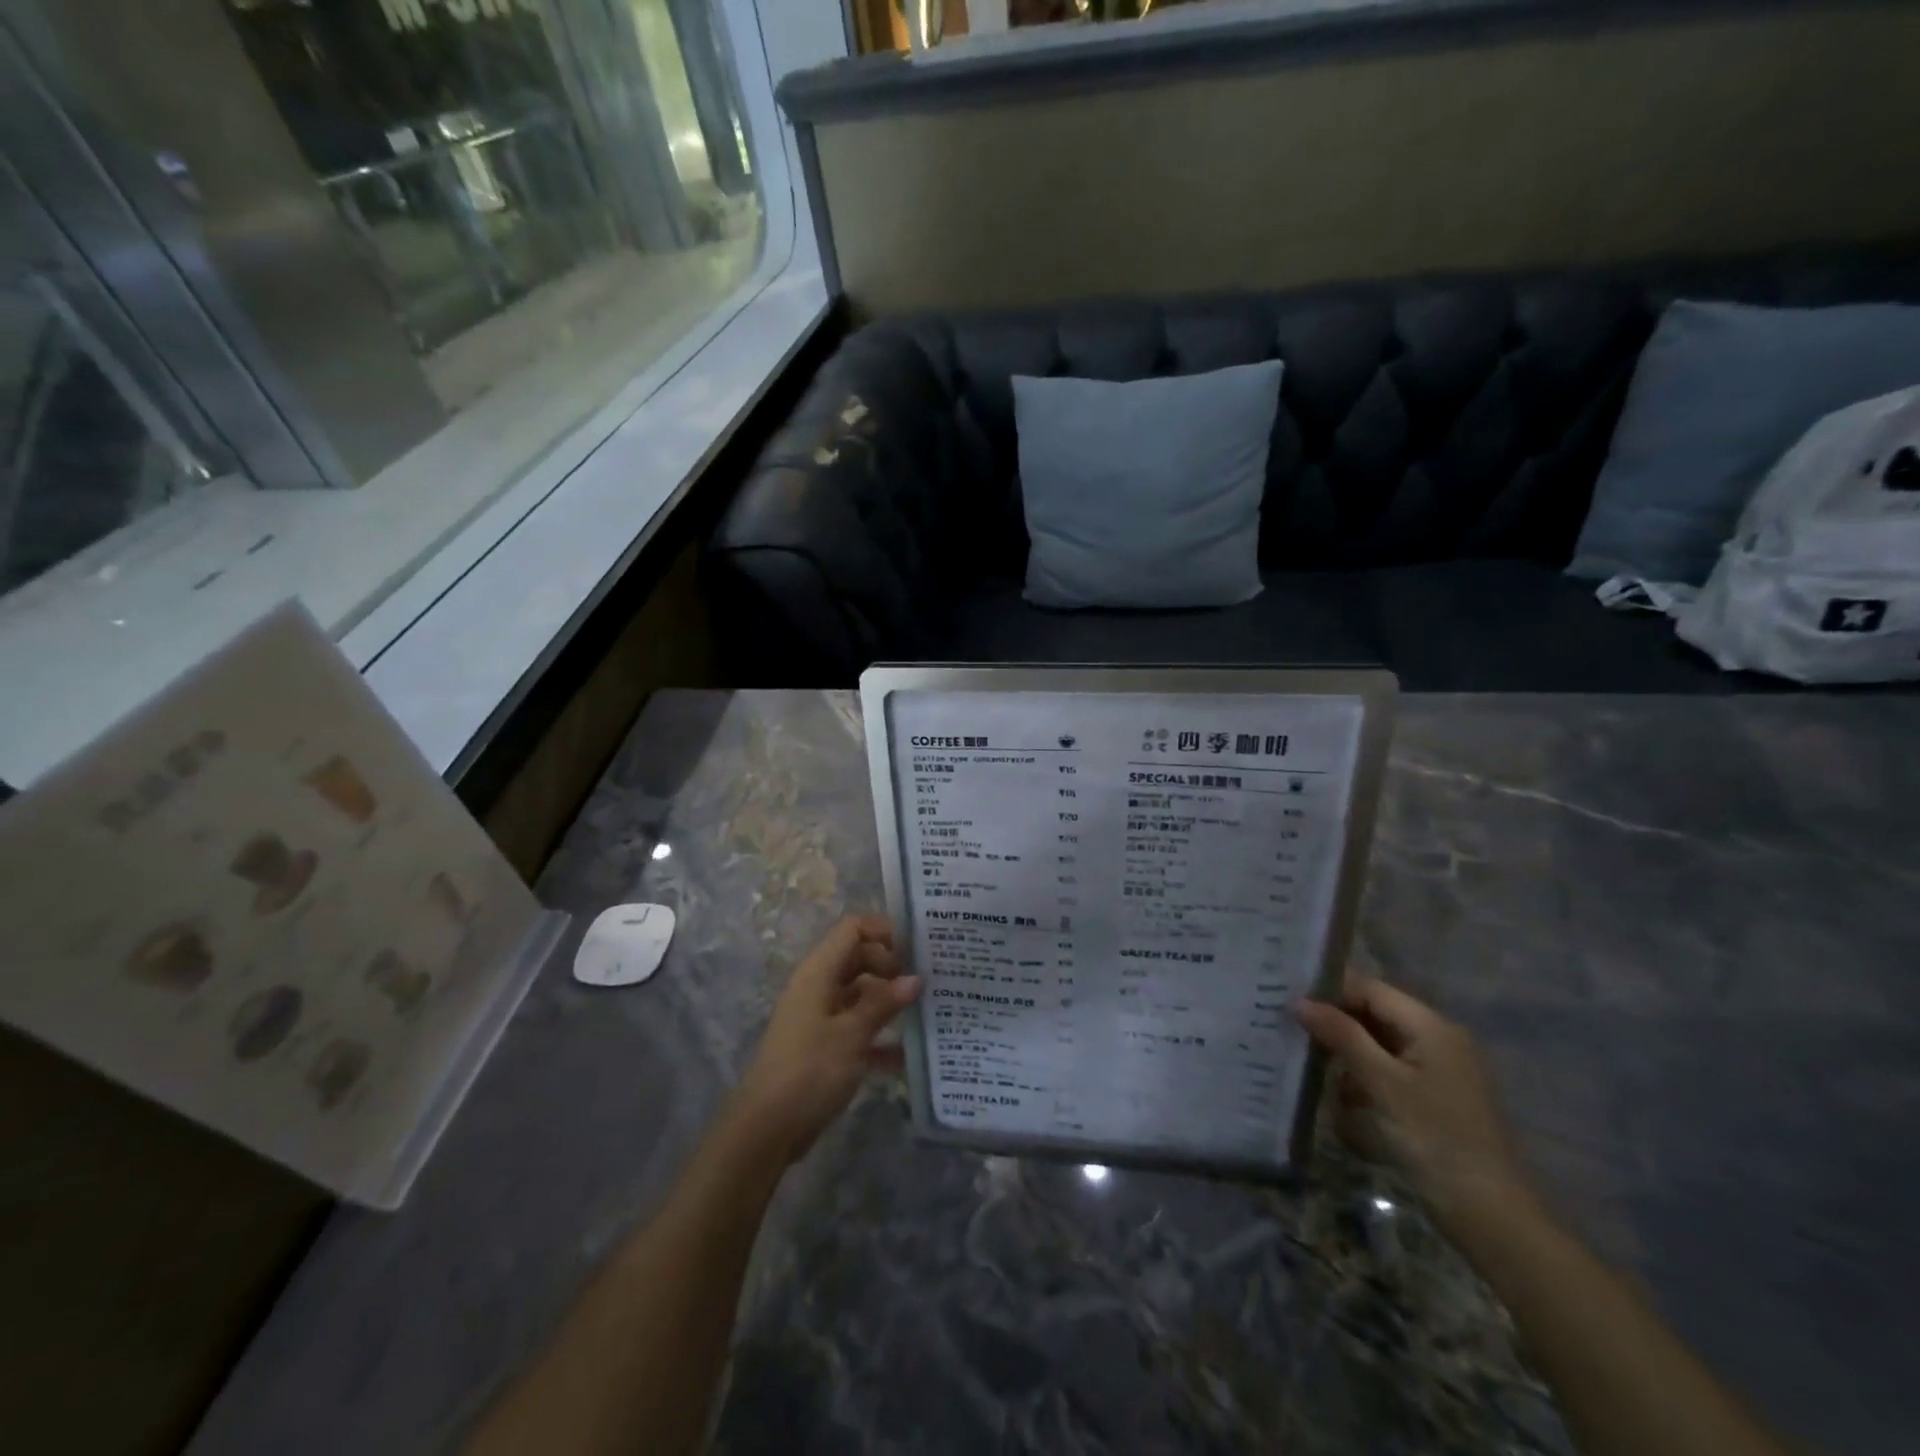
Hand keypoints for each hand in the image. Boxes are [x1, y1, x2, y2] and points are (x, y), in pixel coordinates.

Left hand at [728, 914, 919, 1164]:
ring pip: (859, 994)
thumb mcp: (852, 1034)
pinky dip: (878, 1035)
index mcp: (819, 972)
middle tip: (925, 983)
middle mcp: (818, 986)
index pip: (853, 929)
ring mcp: (819, 1017)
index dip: (884, 931)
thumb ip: (884, 1003)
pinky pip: (856, 1027)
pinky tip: (906, 1055)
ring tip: (925, 1012)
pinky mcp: (823, 1046)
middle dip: (891, 967)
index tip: (917, 949)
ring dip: (888, 1001)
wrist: (766, 1129)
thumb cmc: (809, 1070)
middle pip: (858, 958)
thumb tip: (915, 978)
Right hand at [1295, 977, 1535, 1238]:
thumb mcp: (1382, 1084)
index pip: (1370, 988)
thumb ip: (1342, 1036)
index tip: (1287, 999)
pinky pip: (1389, 1069)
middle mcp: (1437, 1039)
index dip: (1329, 991)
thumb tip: (1300, 1002)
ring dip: (1345, 1050)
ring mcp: (1438, 1069)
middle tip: (1289, 1026)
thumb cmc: (1435, 1140)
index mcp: (1431, 1026)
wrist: (1491, 1216)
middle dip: (1334, 1020)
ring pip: (1378, 1042)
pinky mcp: (1433, 1097)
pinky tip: (1337, 1092)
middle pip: (1374, 1013)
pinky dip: (1363, 1075)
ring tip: (1304, 1056)